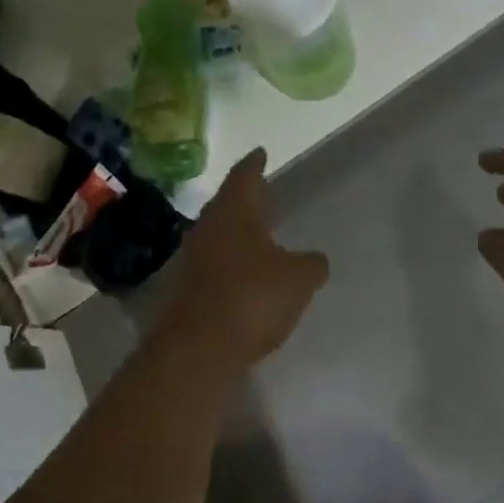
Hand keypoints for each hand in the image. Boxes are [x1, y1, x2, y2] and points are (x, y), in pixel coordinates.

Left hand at [155, 149, 328, 369]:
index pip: (244, 176)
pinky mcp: (190, 291)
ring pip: (220, 236)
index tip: (260, 153)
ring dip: (239, 233)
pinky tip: (249, 275)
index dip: (254, 164)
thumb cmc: (252, 298)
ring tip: (261, 234)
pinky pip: (217, 266)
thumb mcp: (298, 279)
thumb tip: (314, 260)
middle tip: (263, 192)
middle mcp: (208, 229)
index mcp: (233, 212)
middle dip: (246, 199)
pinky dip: (233, 263)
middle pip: (228, 205)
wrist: (198, 349)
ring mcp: (194, 261)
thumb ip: (311, 264)